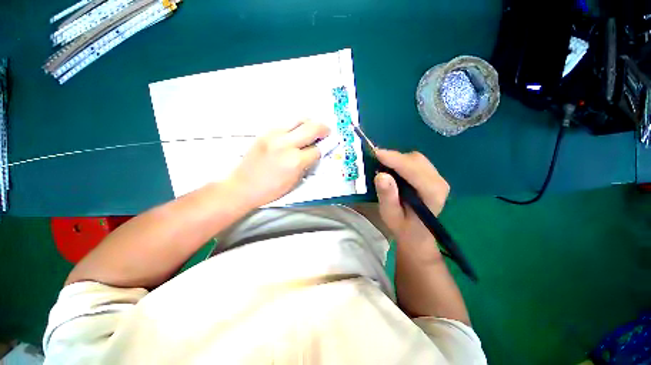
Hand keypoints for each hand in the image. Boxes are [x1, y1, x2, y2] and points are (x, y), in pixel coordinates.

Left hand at [226, 120, 329, 208]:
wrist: (242, 186)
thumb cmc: (270, 190)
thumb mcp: (295, 181)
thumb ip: (307, 164)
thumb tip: (315, 152)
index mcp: (295, 161)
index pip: (317, 149)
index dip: (324, 149)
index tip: (327, 147)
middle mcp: (286, 144)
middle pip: (312, 127)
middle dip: (324, 129)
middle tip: (326, 132)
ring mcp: (274, 135)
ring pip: (299, 119)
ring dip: (310, 124)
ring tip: (311, 131)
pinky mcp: (265, 132)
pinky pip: (286, 123)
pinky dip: (295, 126)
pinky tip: (295, 134)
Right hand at [374, 149, 449, 255]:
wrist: (417, 233)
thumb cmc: (403, 226)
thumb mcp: (390, 215)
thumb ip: (387, 196)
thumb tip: (381, 175)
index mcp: (432, 194)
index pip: (414, 171)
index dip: (395, 160)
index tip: (376, 153)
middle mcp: (439, 182)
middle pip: (416, 161)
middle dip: (394, 158)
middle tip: (374, 160)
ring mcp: (437, 177)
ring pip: (415, 159)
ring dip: (396, 159)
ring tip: (380, 164)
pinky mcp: (431, 175)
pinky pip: (414, 161)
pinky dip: (400, 161)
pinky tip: (390, 167)